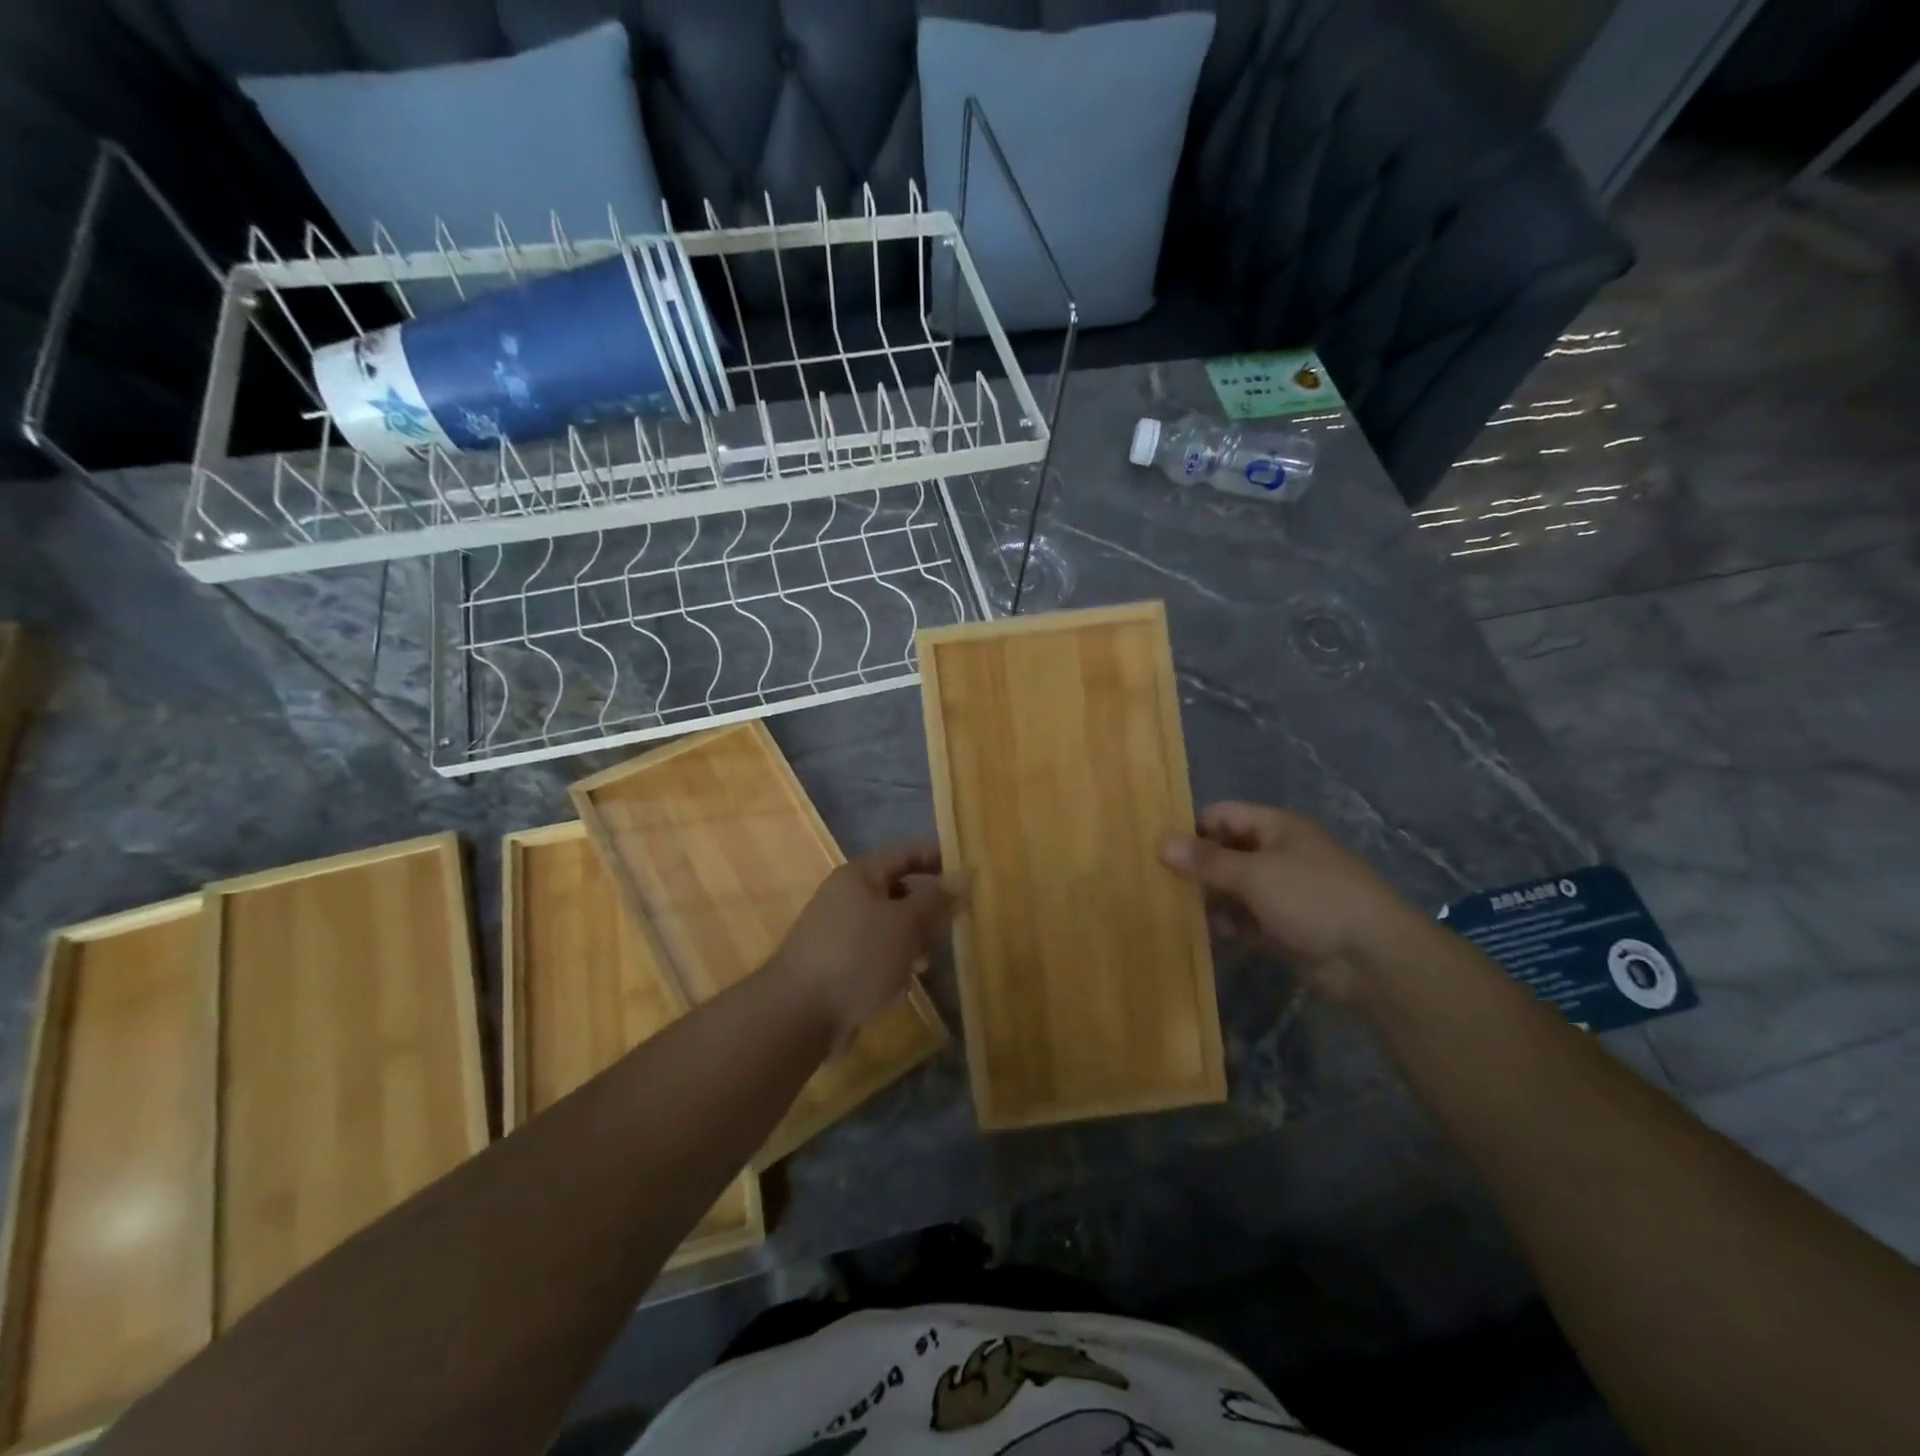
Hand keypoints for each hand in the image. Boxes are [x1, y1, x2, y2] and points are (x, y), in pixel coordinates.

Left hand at [766, 842, 962, 1044]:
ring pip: (888, 925)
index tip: (968, 874)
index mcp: (860, 875)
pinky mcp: (835, 961)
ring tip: (925, 964)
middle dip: (927, 909)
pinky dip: (892, 962)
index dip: (937, 858)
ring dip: (912, 940)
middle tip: (951, 928)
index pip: (906, 853)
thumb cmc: (858, 956)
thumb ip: (937, 900)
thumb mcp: (906, 924)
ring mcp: (837, 930)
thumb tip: (965, 874)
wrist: (798, 1012)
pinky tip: (900, 984)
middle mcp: (846, 895)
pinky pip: (873, 951)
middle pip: (898, 890)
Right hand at [1159, 802, 1422, 999]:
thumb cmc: (1313, 898)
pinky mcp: (1284, 928)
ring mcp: (1282, 893)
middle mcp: (1278, 855)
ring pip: (1233, 890)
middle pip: (1225, 853)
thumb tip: (1161, 842)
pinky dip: (1226, 927)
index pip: (1222, 816)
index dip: (1192, 829)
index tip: (1159, 852)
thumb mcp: (1254, 874)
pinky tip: (1203, 936)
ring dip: (1209, 901)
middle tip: (1157, 885)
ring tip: (1174, 913)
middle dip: (1196, 869)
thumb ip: (1206, 861)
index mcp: (1276, 828)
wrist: (1374, 959)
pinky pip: (1245, 921)